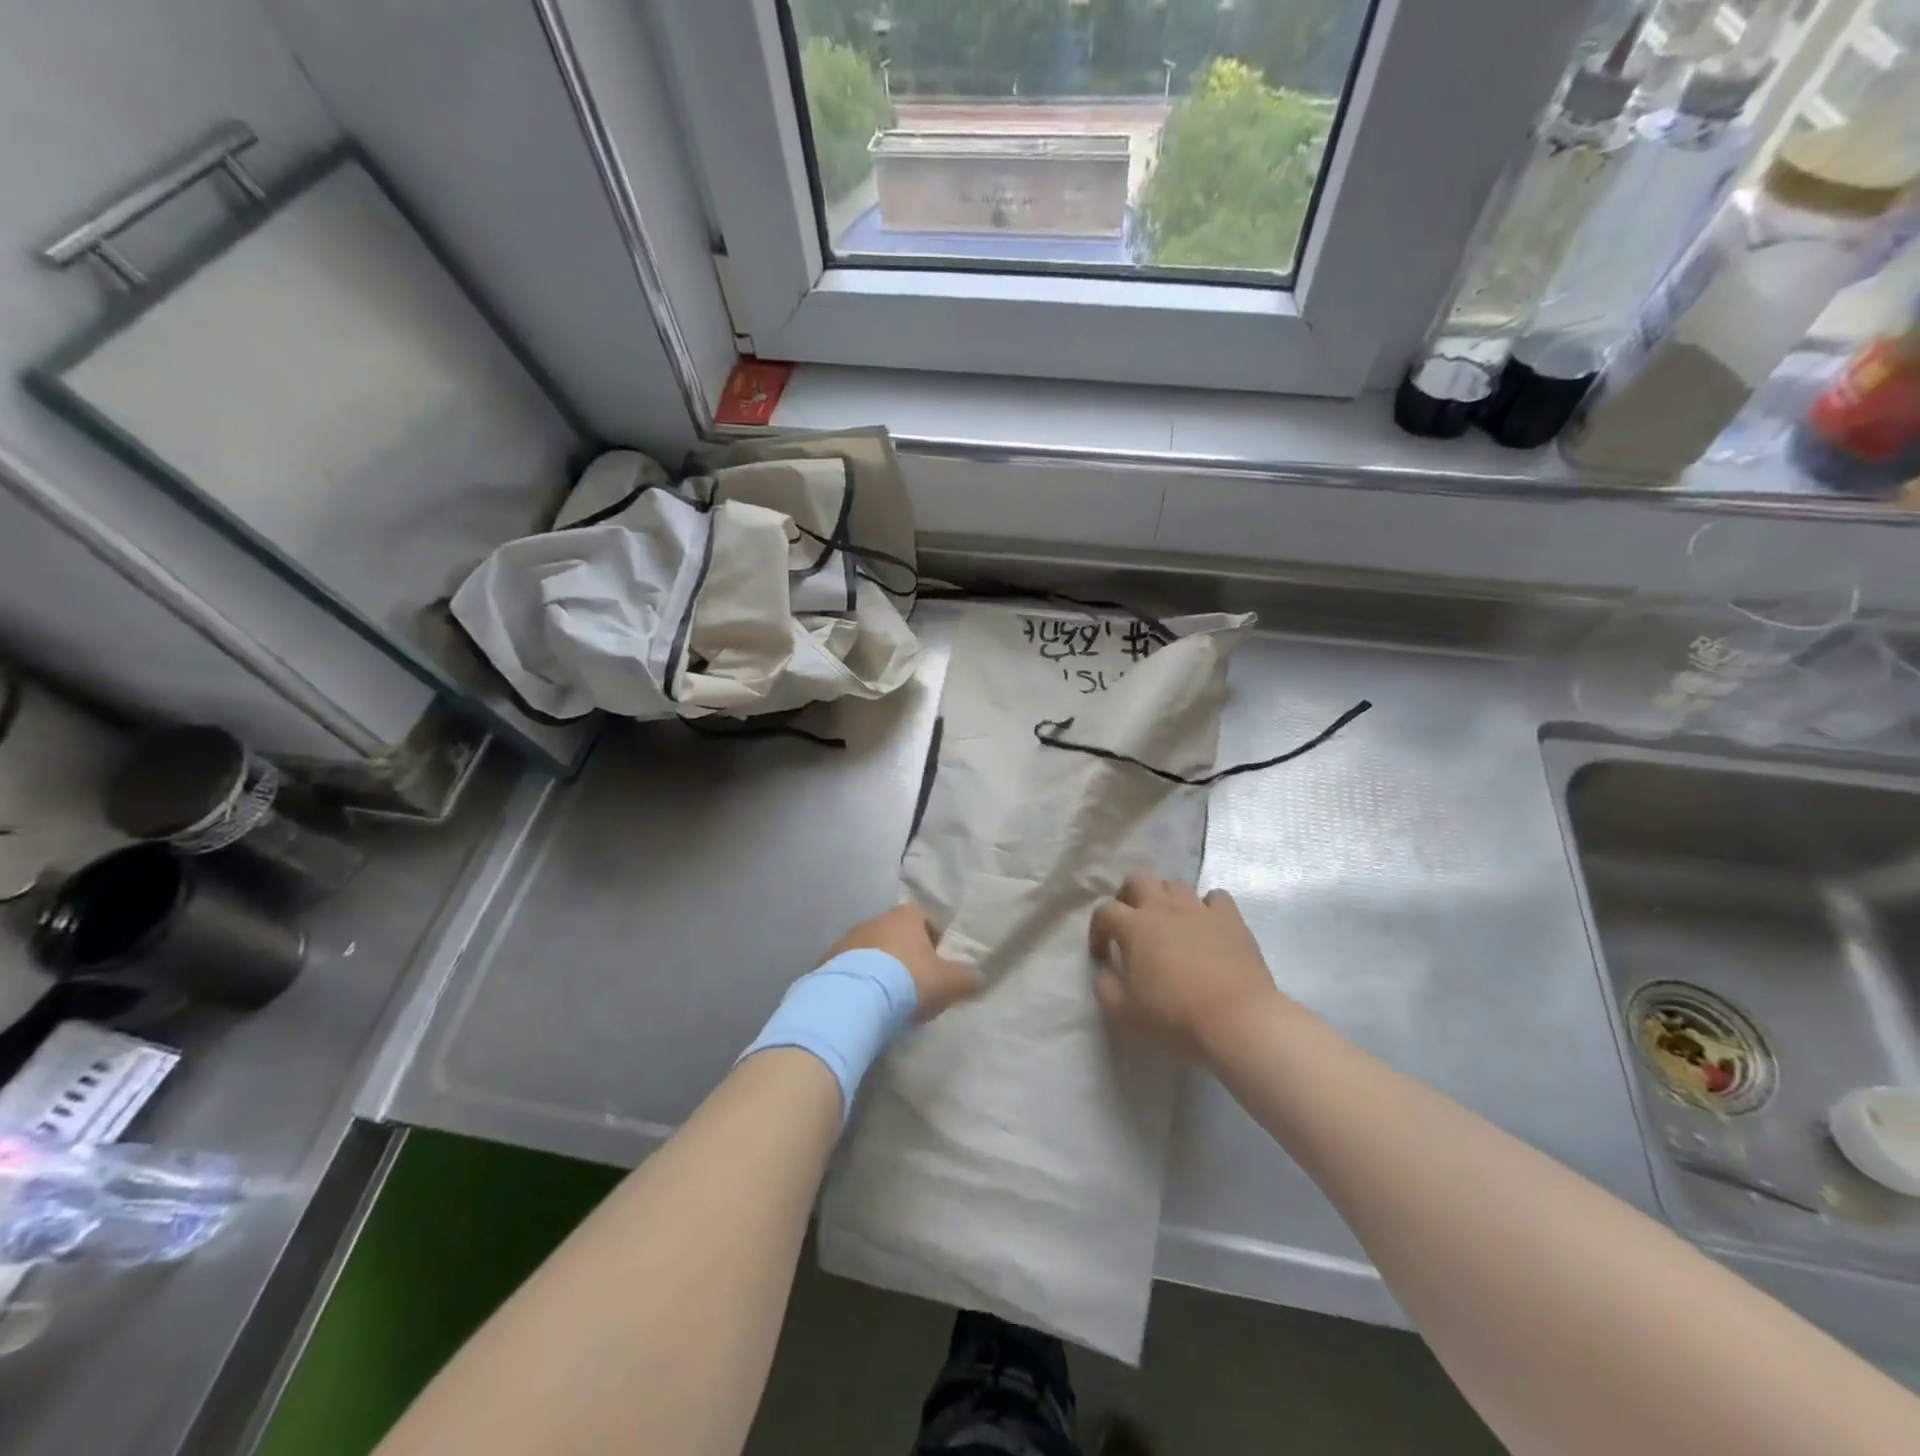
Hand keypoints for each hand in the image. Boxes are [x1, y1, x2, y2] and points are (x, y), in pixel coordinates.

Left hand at [829, 904, 983, 1021]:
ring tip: (886, 999)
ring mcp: (847, 939)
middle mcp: (875, 920)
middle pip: (895, 934)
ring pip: (870, 951)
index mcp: (906, 916)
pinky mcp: (827, 962)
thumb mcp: (948, 983)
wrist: (853, 1000)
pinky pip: (849, 970)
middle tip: (912, 985)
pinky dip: (857, 982)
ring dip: (878, 968)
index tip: (936, 965)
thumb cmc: (908, 981)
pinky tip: (863, 1005)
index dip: (932, 940)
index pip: (924, 919)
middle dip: (903, 955)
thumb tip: (981, 977)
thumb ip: (967, 978)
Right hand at [1089, 872, 1292, 1062]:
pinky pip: (1216, 897)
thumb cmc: (1175, 1017)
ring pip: (1175, 884)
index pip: (1104, 911)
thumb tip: (1104, 971)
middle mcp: (1164, 907)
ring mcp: (1199, 909)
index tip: (1102, 954)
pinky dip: (1207, 907)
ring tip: (1168, 924)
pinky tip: (1206, 926)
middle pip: (1138, 879)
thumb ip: (1105, 988)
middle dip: (1129, 895)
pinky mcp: (1230, 918)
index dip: (1097, 929)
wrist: (1237, 1021)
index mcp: (1134, 926)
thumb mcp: (1124, 1014)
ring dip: (1165, 899)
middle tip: (1131, 923)